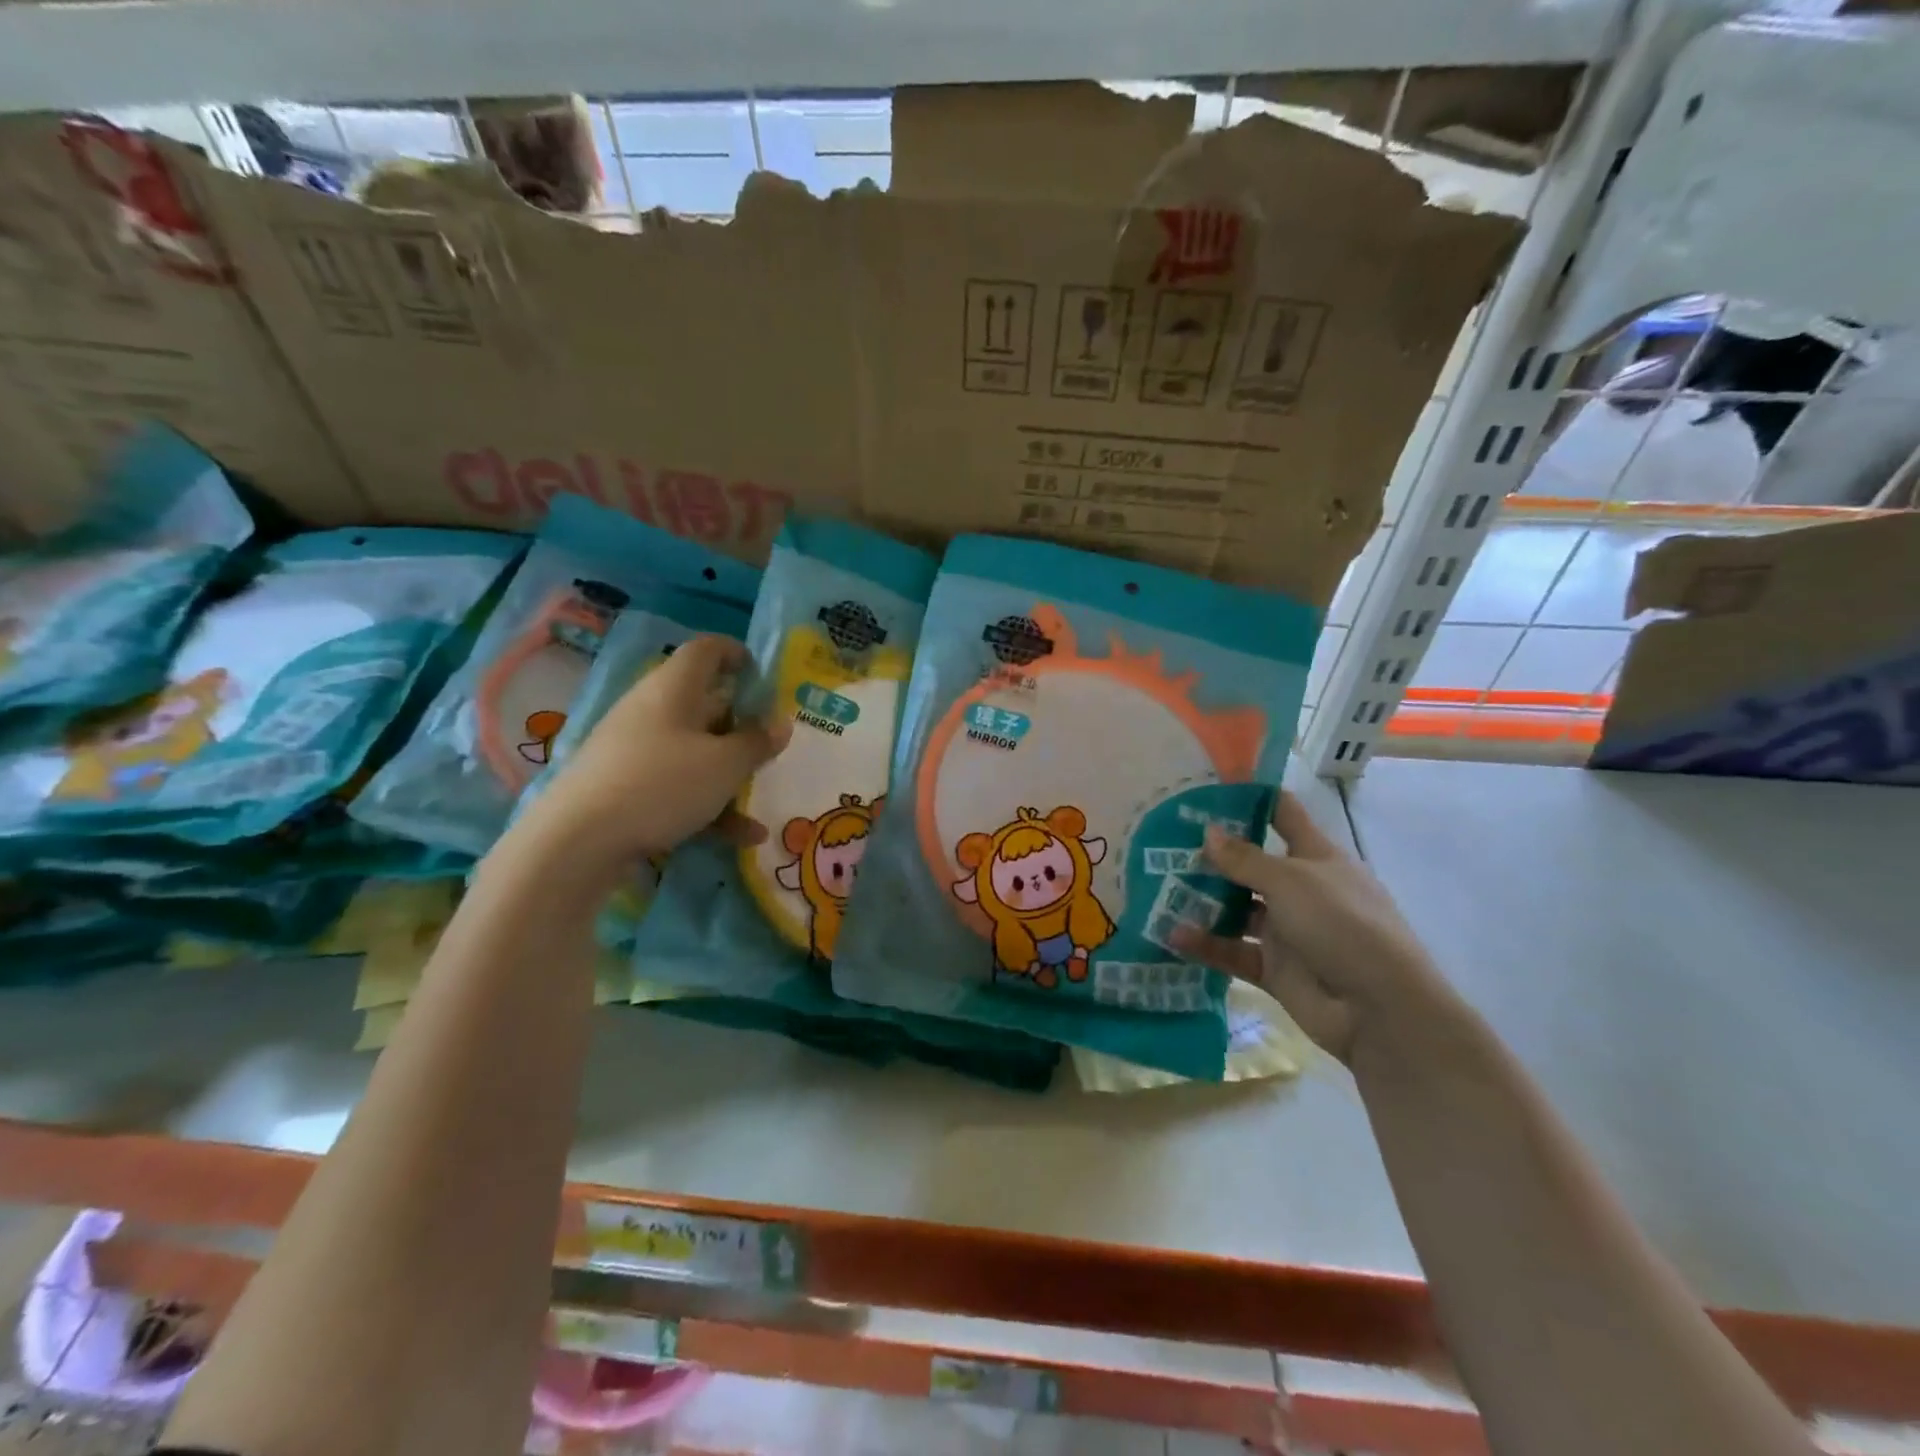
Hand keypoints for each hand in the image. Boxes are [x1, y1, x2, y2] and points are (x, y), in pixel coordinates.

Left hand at [510, 635, 789, 875]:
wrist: (577, 840)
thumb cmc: (662, 784)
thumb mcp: (725, 765)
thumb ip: (757, 742)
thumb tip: (781, 723)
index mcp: (674, 688)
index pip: (706, 650)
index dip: (736, 653)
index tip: (762, 672)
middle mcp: (652, 709)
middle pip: (703, 703)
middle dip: (740, 723)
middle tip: (770, 741)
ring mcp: (635, 749)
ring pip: (694, 750)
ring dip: (730, 772)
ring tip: (761, 799)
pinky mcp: (625, 786)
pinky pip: (677, 785)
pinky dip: (708, 804)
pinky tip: (742, 838)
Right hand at [1172, 790, 1458, 1065]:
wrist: (1379, 1010)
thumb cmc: (1342, 924)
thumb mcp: (1290, 881)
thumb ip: (1244, 859)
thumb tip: (1207, 832)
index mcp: (1316, 857)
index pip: (1282, 815)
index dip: (1250, 798)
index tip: (1208, 787)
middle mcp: (1299, 890)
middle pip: (1250, 864)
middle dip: (1212, 854)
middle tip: (1162, 841)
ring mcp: (1286, 930)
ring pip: (1236, 909)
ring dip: (1202, 900)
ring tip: (1158, 887)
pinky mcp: (1273, 968)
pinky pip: (1232, 951)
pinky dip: (1205, 944)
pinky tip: (1171, 935)